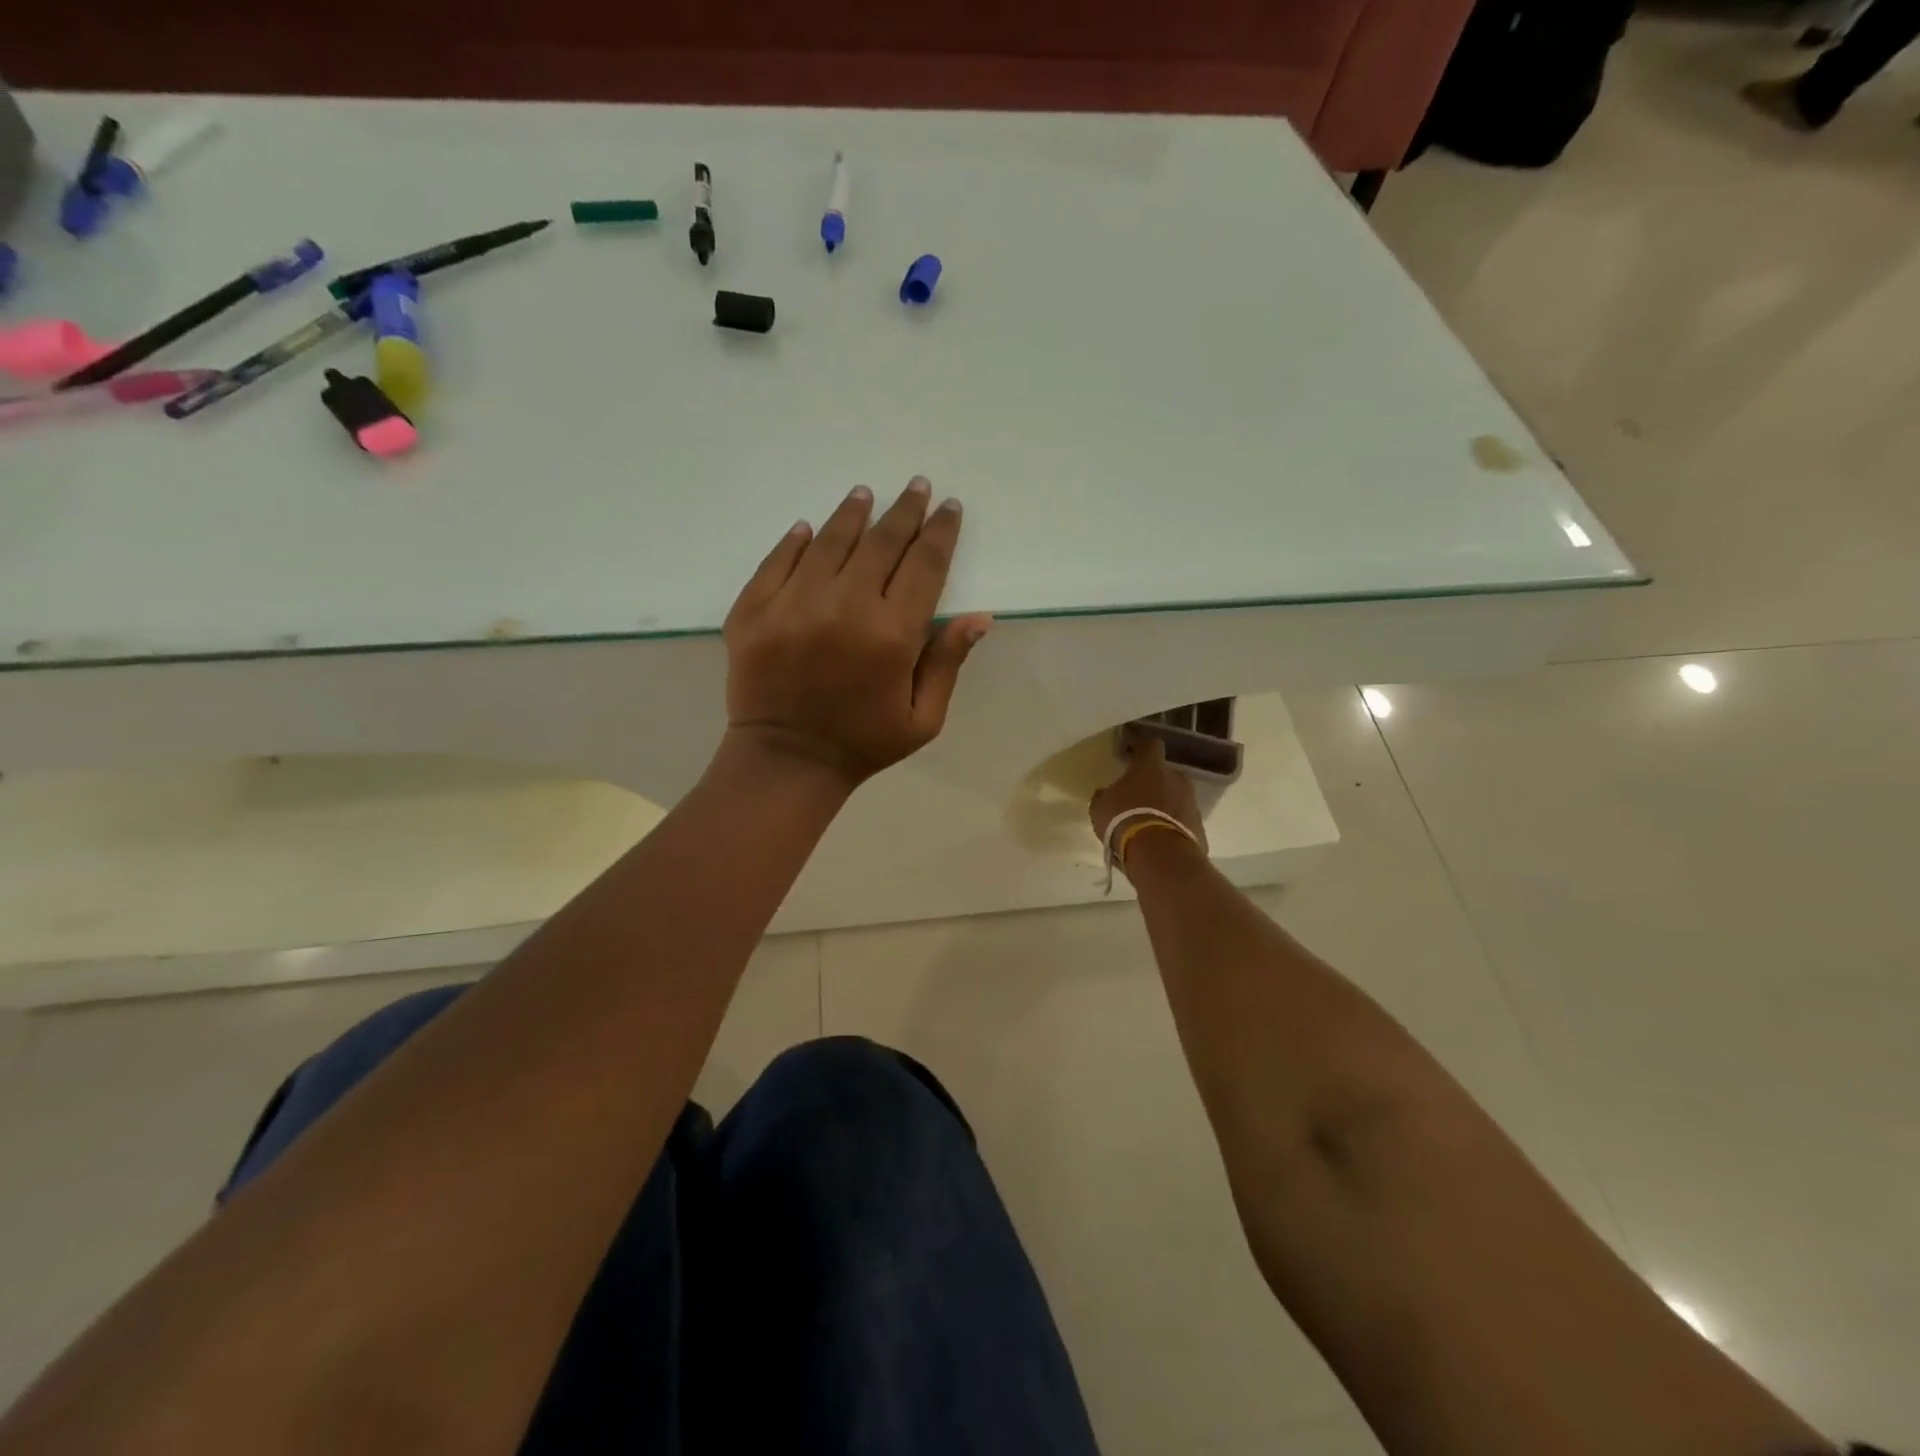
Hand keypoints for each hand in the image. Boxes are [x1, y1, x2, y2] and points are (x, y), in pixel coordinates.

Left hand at [723, 478, 992, 790]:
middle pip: (881, 543)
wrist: (786, 763)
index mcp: (891, 635)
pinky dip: (796, 540)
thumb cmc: (863, 743)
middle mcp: (844, 607)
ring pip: (830, 542)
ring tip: (866, 494)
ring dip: (853, 514)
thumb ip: (948, 662)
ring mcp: (792, 605)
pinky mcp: (752, 611)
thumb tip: (978, 616)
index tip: (949, 507)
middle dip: (904, 511)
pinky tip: (810, 527)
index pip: (924, 565)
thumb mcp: (923, 718)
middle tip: (915, 486)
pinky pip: (777, 561)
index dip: (940, 532)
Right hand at [1089, 733, 1206, 852]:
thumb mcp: (1101, 807)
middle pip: (1166, 774)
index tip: (1132, 752)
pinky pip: (1183, 821)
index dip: (1141, 748)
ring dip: (1165, 806)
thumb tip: (1107, 793)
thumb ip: (1106, 795)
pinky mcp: (1199, 827)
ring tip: (1149, 824)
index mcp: (1151, 767)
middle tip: (1139, 797)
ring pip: (1177, 798)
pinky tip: (1159, 841)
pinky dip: (1173, 827)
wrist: (1159, 856)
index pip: (1150, 745)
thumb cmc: (1124, 821)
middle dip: (1155, 783)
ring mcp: (1191, 803)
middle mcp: (1176, 779)